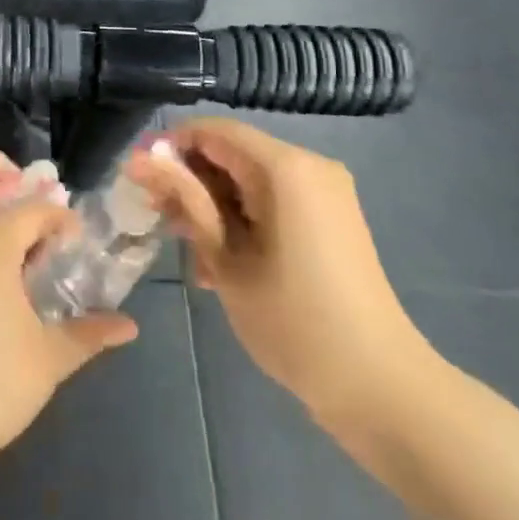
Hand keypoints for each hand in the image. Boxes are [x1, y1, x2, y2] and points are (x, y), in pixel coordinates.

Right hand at [128, 118, 434, 428]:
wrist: (379, 388)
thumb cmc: (293, 321)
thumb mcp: (226, 258)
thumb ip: (185, 200)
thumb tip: (138, 159)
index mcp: (285, 167)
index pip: (213, 131)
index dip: (170, 148)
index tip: (139, 181)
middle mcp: (308, 166)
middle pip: (232, 153)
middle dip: (190, 181)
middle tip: (158, 219)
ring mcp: (324, 193)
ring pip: (249, 179)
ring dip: (212, 205)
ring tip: (186, 250)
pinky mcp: (329, 219)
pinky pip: (272, 200)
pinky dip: (242, 219)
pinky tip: (219, 263)